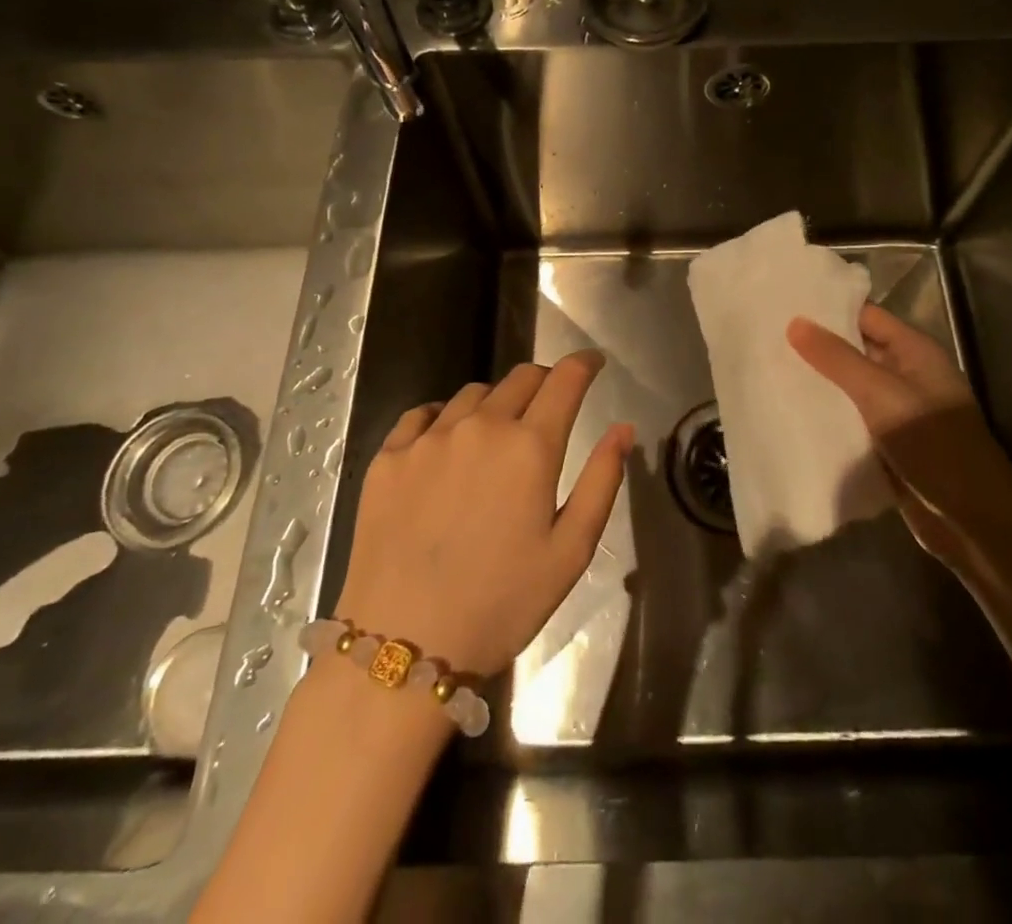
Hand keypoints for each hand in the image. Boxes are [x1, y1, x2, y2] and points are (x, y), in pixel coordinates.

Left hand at [335, 352, 632, 676]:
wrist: (403, 647)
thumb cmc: (501, 604)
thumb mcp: (570, 551)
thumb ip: (602, 481)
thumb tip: (623, 429)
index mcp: (530, 446)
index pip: (564, 379)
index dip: (583, 364)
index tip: (592, 363)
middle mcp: (481, 426)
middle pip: (521, 377)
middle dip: (544, 382)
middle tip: (550, 406)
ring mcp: (429, 439)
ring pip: (473, 394)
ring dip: (496, 402)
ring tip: (497, 434)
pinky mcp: (388, 458)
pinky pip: (422, 415)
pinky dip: (444, 417)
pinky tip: (446, 443)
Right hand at [788, 304, 1003, 562]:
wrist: (971, 518)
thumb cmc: (932, 442)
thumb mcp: (880, 393)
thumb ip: (837, 358)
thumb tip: (795, 322)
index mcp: (914, 352)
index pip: (866, 316)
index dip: (828, 308)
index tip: (785, 305)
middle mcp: (906, 375)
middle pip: (856, 351)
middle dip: (817, 347)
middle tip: (766, 338)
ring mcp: (898, 412)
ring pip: (850, 388)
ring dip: (819, 383)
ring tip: (768, 370)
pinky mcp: (888, 445)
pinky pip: (851, 421)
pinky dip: (827, 416)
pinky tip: (790, 413)